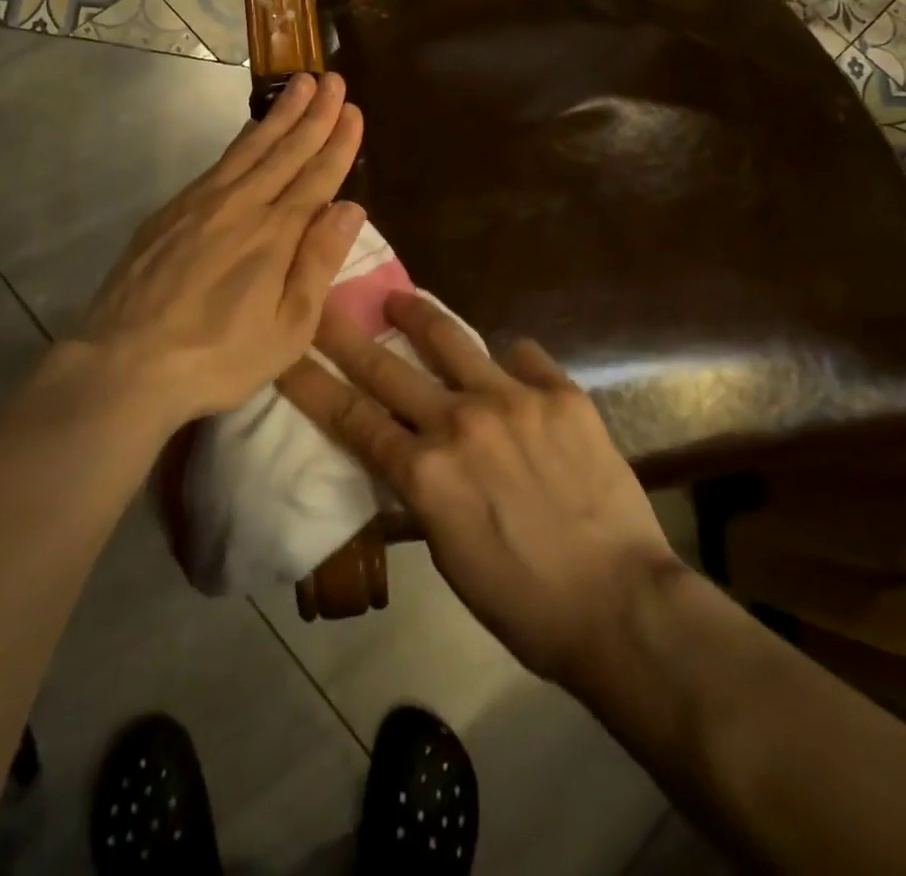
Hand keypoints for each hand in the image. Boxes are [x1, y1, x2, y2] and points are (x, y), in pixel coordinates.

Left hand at [44, 73, 365, 428]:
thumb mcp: (288, 328)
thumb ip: (319, 263)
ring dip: (279, 114)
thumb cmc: (219, 357)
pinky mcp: (171, 211)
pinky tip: (250, 130)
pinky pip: (218, 162)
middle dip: (314, 114)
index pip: (317, 177)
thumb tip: (351, 207)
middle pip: (285, 150)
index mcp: (276, 234)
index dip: (338, 143)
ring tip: (299, 84)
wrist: (125, 363)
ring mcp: (201, 203)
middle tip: (332, 78)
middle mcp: (242, 205)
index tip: (353, 109)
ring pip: (250, 147)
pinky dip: (241, 139)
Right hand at [278, 294, 681, 683]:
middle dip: (344, 333)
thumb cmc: (524, 601)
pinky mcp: (561, 394)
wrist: (621, 605)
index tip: (285, 353)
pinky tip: (508, 366)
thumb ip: (422, 491)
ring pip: (452, 340)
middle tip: (323, 303)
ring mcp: (513, 400)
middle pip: (386, 367)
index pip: (351, 417)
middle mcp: (461, 422)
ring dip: (418, 316)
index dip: (311, 384)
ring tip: (400, 299)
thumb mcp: (448, 553)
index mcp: (426, 472)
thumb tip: (409, 454)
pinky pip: (523, 358)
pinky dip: (508, 361)